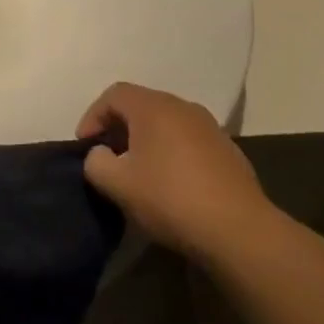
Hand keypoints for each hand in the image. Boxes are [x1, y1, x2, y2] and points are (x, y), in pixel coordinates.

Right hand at [77, 83, 271, 259]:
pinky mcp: (227, 150)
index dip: (93, 116)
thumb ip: (96, 162)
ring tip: (136, 171)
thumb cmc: (170, 199)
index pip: (114, 94)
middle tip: (106, 156)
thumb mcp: (117, 184)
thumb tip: (101, 154)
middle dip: (118, 127)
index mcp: (155, 107)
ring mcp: (210, 128)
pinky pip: (187, 141)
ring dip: (145, 140)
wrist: (238, 229)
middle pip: (142, 105)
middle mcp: (184, 107)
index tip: (85, 146)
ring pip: (166, 123)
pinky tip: (169, 183)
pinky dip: (170, 152)